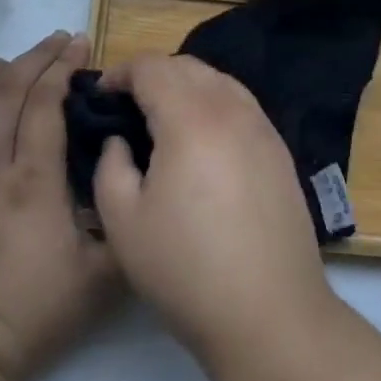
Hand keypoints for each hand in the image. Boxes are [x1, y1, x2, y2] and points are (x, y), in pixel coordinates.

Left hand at [0, 32, 117, 380]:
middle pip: (5, 89)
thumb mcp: (100, 277)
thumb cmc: (30, 315)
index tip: (79, 44)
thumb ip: (121, 223)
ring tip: (4, 63)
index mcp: (32, 179)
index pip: (44, 101)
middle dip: (34, 56)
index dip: (62, 65)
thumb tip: (129, 179)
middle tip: (55, 42)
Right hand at [93, 54, 336, 364]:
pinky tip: (202, 140)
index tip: (100, 96)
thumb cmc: (186, 269)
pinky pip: (241, 105)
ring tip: (163, 119)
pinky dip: (214, 104)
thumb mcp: (123, 222)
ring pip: (219, 81)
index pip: (152, 67)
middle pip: (187, 66)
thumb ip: (110, 166)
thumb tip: (121, 140)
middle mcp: (231, 110)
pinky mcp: (280, 150)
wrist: (270, 314)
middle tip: (127, 107)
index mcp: (190, 119)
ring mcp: (262, 128)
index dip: (120, 73)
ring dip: (185, 86)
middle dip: (152, 75)